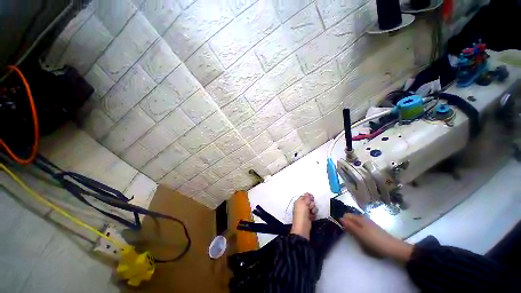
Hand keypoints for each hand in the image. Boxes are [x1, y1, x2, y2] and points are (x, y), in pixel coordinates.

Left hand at [290, 193, 317, 239]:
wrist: (302, 228)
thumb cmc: (301, 214)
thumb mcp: (303, 203)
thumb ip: (306, 198)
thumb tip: (308, 193)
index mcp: (298, 201)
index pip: (305, 196)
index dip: (309, 197)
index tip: (312, 198)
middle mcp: (301, 206)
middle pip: (309, 202)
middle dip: (312, 204)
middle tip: (310, 207)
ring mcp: (305, 212)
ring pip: (312, 207)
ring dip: (313, 209)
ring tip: (312, 213)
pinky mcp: (309, 217)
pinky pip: (313, 213)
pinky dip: (314, 214)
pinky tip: (312, 217)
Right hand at [340, 214, 412, 261]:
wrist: (393, 248)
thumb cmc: (375, 241)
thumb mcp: (360, 234)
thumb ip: (350, 226)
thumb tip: (340, 218)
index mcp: (359, 218)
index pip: (346, 215)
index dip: (343, 221)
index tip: (345, 230)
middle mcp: (363, 218)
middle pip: (351, 219)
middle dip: (350, 227)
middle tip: (352, 237)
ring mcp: (369, 223)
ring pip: (357, 225)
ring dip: (355, 231)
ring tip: (358, 240)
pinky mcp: (373, 229)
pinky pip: (362, 229)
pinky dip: (361, 234)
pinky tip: (364, 240)